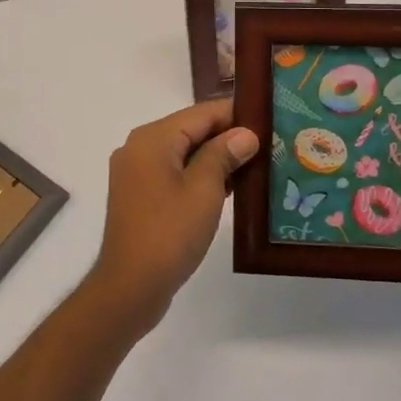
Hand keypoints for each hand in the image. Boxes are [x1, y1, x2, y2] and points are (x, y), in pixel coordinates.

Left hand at [87, 99, 258, 333]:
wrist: (130, 287)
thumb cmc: (169, 233)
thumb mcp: (204, 190)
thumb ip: (224, 155)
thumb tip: (245, 134)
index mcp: (152, 138)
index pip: (201, 113)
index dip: (235, 114)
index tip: (269, 119)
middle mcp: (140, 148)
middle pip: (191, 131)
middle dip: (228, 137)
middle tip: (270, 143)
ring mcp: (137, 173)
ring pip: (184, 154)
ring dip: (217, 159)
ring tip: (258, 164)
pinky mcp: (141, 196)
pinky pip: (175, 174)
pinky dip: (200, 176)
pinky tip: (232, 187)